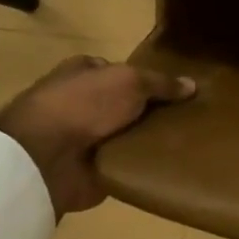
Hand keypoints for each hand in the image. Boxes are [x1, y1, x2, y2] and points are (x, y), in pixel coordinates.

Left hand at [0, 56, 195, 217]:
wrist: (46, 158)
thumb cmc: (84, 105)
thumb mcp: (130, 81)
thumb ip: (161, 83)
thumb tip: (192, 85)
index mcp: (84, 72)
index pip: (121, 71)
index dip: (148, 79)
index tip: (179, 91)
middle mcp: (83, 102)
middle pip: (127, 104)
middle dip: (153, 111)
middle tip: (191, 119)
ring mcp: (85, 137)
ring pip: (128, 134)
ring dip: (150, 140)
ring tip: (189, 144)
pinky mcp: (91, 167)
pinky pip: (126, 164)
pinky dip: (143, 166)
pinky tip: (172, 166)